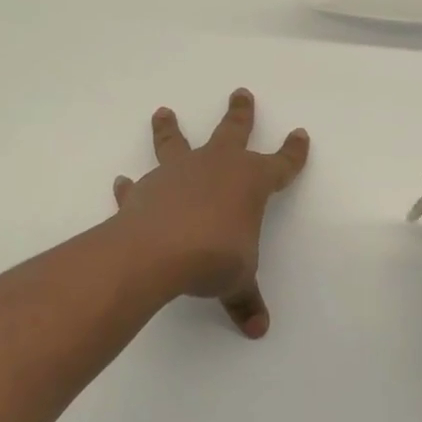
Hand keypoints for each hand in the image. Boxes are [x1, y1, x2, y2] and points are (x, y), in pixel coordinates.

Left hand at [111, 89, 308, 337]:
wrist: (158, 252)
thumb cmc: (214, 258)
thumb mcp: (237, 281)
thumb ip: (246, 300)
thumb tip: (258, 329)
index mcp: (250, 182)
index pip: (281, 164)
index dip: (293, 152)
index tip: (300, 134)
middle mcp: (216, 167)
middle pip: (233, 131)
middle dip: (240, 113)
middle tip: (241, 92)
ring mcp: (178, 173)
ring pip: (176, 142)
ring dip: (170, 128)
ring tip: (163, 112)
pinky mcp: (145, 189)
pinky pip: (138, 184)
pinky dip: (130, 186)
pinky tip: (122, 183)